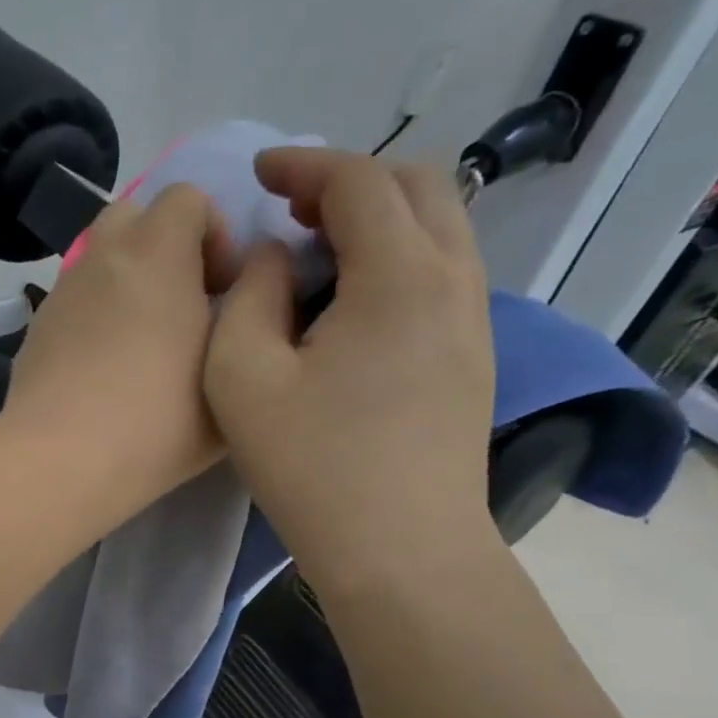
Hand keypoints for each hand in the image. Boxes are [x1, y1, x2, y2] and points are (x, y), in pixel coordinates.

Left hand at [3, 183, 237, 517]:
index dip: (214, 233)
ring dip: (127, 284)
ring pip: (99, 262)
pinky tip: (103, 373)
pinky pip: (74, 303)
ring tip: (142, 345)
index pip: (186, 197)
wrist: (63, 460)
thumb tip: (234, 299)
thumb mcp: (231, 374)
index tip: (221, 289)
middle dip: (164, 247)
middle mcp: (100, 258)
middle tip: (181, 306)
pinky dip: (94, 318)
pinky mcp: (35, 330)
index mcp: (155, 252)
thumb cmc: (159, 418)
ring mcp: (60, 293)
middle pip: (132, 217)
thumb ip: (244, 321)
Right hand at [203, 147, 495, 581]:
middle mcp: (453, 281)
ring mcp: (474, 320)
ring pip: (439, 227)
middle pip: (418, 186)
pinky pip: (441, 271)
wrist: (402, 552)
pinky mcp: (474, 356)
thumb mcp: (243, 377)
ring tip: (316, 253)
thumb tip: (277, 260)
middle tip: (289, 211)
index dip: (303, 164)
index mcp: (400, 276)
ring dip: (377, 218)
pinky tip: (350, 303)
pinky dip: (396, 257)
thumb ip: (250, 297)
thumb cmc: (313, 467)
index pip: (359, 180)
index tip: (257, 174)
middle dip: (348, 180)